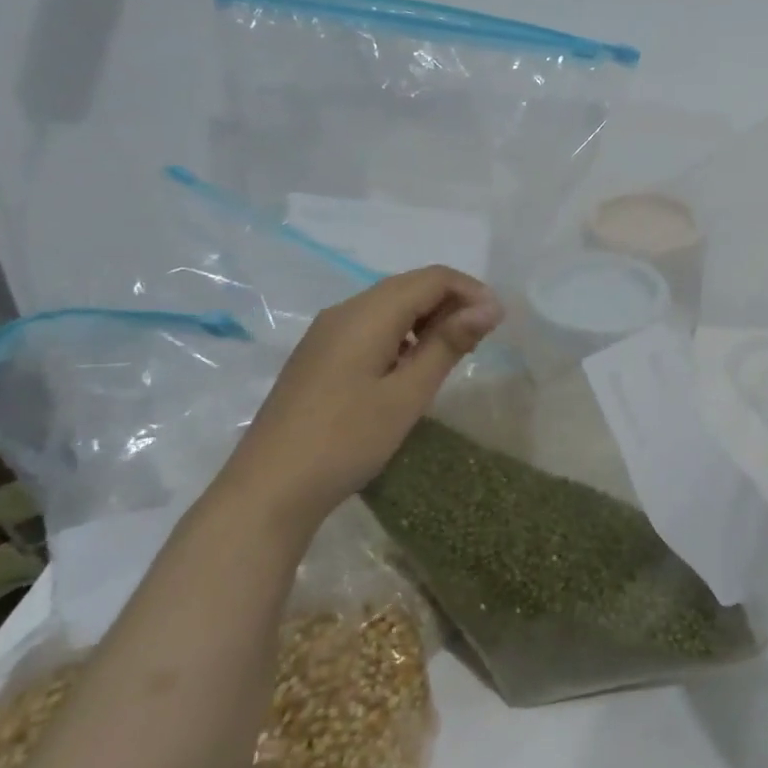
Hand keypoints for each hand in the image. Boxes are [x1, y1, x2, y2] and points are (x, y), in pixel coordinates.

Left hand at [212, 266, 503, 525]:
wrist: (269, 489)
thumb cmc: (347, 440)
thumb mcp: (407, 394)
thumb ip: (448, 344)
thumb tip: (489, 307)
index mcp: (367, 314)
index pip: (432, 278)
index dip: (471, 291)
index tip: (499, 323)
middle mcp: (345, 311)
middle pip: (410, 286)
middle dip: (452, 303)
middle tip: (481, 340)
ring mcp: (327, 334)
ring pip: (390, 306)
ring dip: (429, 319)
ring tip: (454, 354)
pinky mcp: (320, 356)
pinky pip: (372, 327)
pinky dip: (404, 334)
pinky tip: (412, 366)